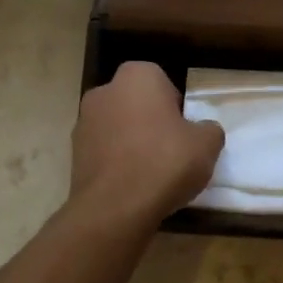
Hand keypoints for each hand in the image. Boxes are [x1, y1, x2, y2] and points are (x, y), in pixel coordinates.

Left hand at [71, 62, 223, 225]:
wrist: (116, 206)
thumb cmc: (165, 162)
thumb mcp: (207, 145)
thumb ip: (209, 130)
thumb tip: (203, 130)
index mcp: (137, 76)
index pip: (162, 81)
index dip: (175, 106)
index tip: (184, 130)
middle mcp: (104, 91)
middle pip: (136, 103)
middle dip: (151, 121)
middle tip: (171, 149)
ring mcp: (83, 121)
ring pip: (118, 127)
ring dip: (132, 141)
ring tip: (152, 172)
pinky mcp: (74, 153)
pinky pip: (105, 151)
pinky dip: (117, 162)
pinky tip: (132, 184)